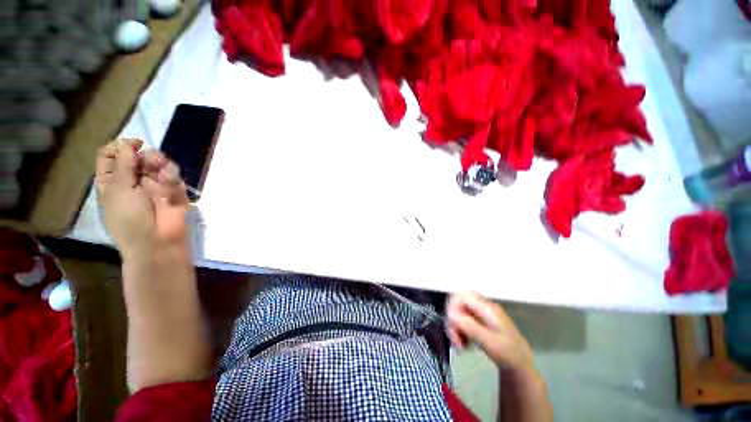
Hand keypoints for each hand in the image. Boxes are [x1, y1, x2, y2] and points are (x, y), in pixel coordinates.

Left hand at [96, 139, 189, 256]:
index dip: (120, 146)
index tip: (133, 144)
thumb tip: (128, 144)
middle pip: (135, 156)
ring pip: (156, 162)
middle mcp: (131, 180)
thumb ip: (123, 165)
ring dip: (159, 162)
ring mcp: (153, 184)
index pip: (111, 155)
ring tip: (161, 168)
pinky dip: (171, 174)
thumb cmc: (129, 218)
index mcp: (111, 181)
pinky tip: (170, 179)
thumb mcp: (118, 190)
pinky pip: (173, 174)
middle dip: (143, 155)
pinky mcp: (173, 189)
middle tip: (149, 160)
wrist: (157, 239)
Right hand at [446, 292, 533, 373]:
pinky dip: (459, 331)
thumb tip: (450, 313)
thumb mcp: (490, 342)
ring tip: (459, 346)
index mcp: (487, 308)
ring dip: (455, 328)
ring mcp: (480, 313)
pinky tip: (463, 343)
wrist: (521, 365)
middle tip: (455, 342)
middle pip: (458, 304)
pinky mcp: (478, 321)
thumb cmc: (509, 354)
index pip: (462, 295)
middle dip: (453, 321)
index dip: (453, 307)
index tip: (452, 325)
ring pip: (458, 313)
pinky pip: (462, 320)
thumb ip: (469, 326)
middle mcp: (482, 306)